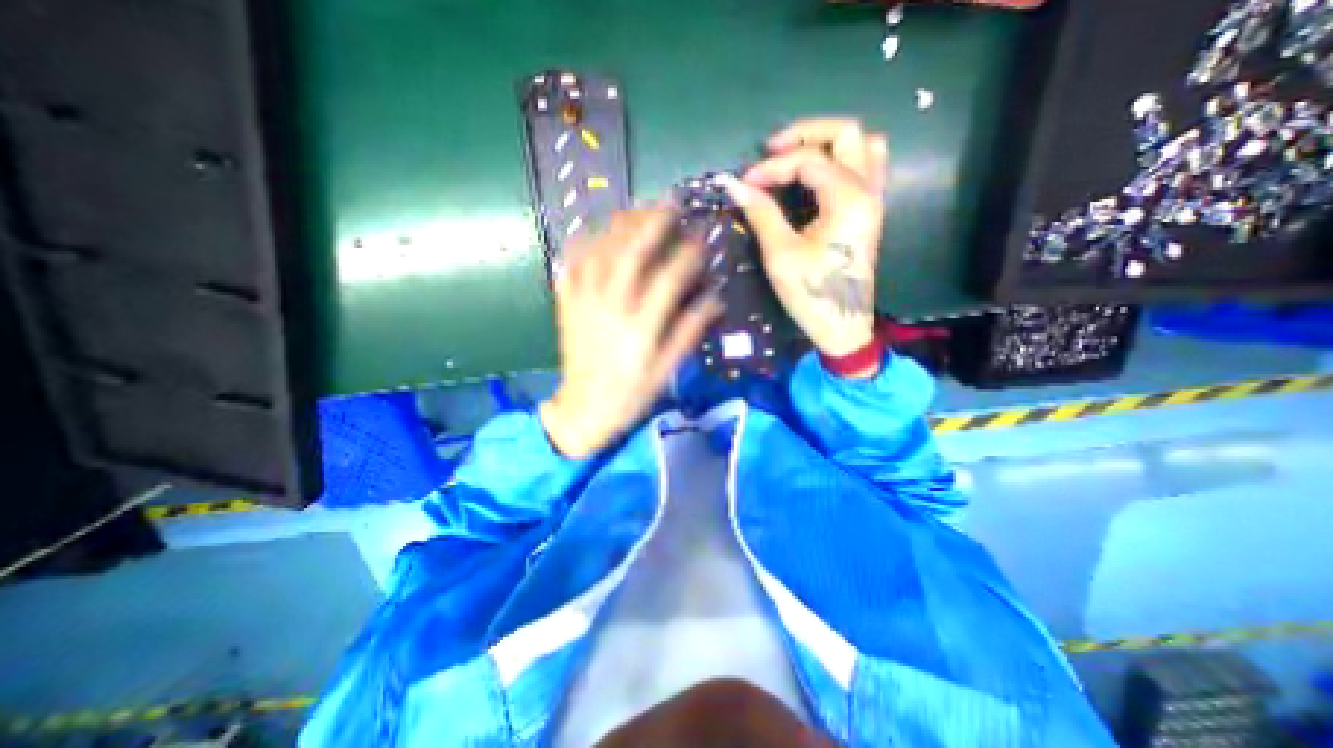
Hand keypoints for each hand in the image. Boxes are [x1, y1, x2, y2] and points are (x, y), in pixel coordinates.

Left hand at [539, 207, 725, 456]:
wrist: (584, 411)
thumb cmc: (631, 394)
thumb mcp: (666, 370)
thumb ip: (688, 332)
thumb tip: (715, 300)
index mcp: (640, 328)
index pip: (668, 279)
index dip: (687, 254)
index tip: (701, 236)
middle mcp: (611, 308)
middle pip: (630, 254)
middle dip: (652, 224)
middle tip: (668, 203)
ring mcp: (584, 304)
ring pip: (599, 253)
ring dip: (619, 226)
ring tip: (637, 210)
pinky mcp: (566, 306)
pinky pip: (570, 266)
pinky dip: (581, 244)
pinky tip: (593, 231)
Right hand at [725, 121, 886, 372]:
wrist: (841, 325)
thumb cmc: (811, 293)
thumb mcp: (780, 253)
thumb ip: (760, 212)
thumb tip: (734, 185)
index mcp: (847, 199)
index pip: (808, 160)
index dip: (771, 167)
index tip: (744, 184)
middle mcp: (867, 190)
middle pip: (847, 133)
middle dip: (805, 133)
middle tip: (771, 150)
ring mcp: (873, 200)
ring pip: (862, 146)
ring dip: (828, 144)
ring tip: (795, 158)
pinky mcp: (868, 213)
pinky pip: (866, 167)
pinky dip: (841, 160)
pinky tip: (817, 177)